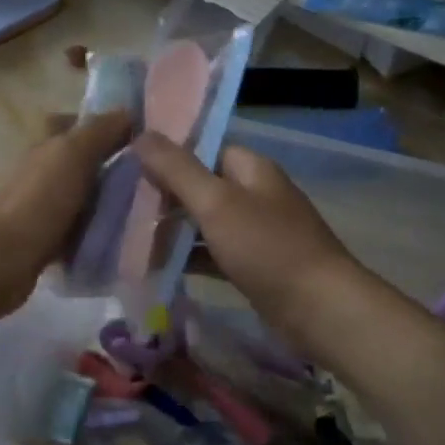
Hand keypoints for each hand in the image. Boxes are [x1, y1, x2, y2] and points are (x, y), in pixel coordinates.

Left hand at [0, 110, 133, 317]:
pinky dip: (98, 236)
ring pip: (83, 200)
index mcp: (46, 146)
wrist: (2, 259)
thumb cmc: (39, 199)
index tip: (139, 136)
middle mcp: (42, 174)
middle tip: (155, 178)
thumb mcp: (73, 153)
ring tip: (150, 211)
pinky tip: (125, 242)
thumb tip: (128, 111)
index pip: (73, 124)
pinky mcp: (46, 244)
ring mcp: (43, 210)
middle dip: (113, 169)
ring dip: (109, 205)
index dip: (102, 125)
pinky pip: (79, 234)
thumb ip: (99, 131)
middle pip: (81, 164)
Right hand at [132, 131, 361, 347]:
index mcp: (252, 169)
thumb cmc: (267, 247)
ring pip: (206, 223)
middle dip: (167, 197)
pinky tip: (159, 267)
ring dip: (175, 230)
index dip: (170, 157)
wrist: (319, 310)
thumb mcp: (216, 202)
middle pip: (203, 187)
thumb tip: (141, 134)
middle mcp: (256, 195)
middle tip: (125, 207)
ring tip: (131, 237)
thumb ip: (177, 169)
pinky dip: (191, 258)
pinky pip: (215, 254)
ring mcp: (258, 233)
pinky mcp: (255, 266)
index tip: (132, 169)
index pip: (205, 149)